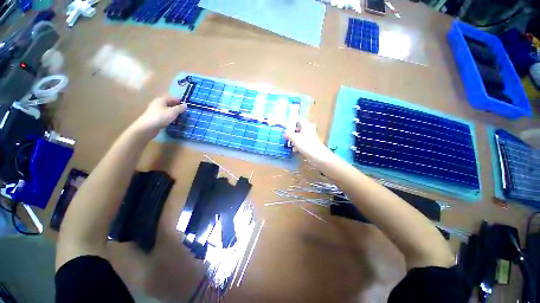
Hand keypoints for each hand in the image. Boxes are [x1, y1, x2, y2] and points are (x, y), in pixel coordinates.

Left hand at [131, 96, 186, 136]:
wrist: (147, 127)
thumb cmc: (161, 117)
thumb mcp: (173, 112)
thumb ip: (180, 108)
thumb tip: (185, 105)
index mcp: (161, 100)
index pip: (172, 98)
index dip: (180, 101)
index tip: (187, 105)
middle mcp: (158, 104)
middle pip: (169, 104)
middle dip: (177, 107)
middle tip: (185, 112)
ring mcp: (156, 111)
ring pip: (167, 110)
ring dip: (174, 113)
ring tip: (182, 117)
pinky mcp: (155, 118)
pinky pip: (165, 116)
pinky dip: (170, 117)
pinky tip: (175, 121)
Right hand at [285, 119, 334, 166]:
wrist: (317, 155)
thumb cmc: (305, 143)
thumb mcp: (294, 137)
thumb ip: (288, 134)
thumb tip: (284, 133)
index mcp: (306, 126)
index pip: (300, 120)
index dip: (294, 122)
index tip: (288, 125)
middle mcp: (309, 131)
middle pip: (301, 129)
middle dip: (294, 131)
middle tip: (288, 133)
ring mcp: (311, 139)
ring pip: (302, 137)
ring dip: (296, 139)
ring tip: (288, 142)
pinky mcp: (311, 146)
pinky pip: (303, 144)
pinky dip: (298, 145)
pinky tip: (293, 149)